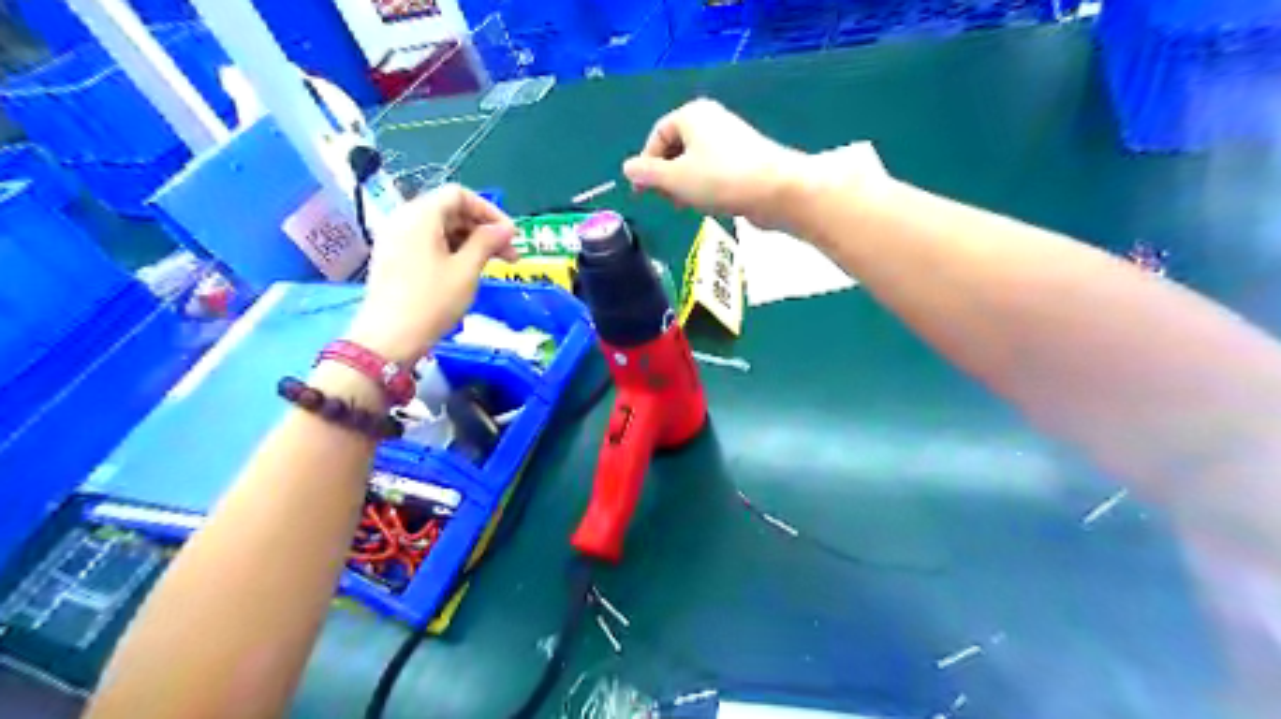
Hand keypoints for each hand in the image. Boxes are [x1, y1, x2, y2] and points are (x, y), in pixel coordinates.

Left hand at [347, 185, 514, 365]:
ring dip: (470, 241)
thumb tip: (506, 229)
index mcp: (421, 215)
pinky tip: (467, 271)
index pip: (460, 195)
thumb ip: (487, 242)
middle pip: (450, 210)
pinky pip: (427, 243)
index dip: (490, 211)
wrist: (388, 339)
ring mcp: (395, 239)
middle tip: (510, 255)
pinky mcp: (393, 257)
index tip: (511, 235)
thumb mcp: (466, 270)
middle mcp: (404, 219)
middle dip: (482, 228)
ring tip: (492, 265)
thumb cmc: (432, 301)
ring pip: (440, 228)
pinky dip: (451, 250)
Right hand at [618, 98, 803, 229]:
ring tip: (688, 206)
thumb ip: (647, 174)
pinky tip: (709, 204)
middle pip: (676, 148)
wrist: (775, 190)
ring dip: (684, 185)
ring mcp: (730, 139)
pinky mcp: (744, 159)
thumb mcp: (675, 178)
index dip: (646, 164)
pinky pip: (713, 170)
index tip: (642, 192)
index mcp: (691, 115)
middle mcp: (711, 121)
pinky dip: (704, 186)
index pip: (657, 136)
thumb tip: (627, 168)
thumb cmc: (719, 179)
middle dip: (666, 176)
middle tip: (667, 200)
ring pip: (694, 162)